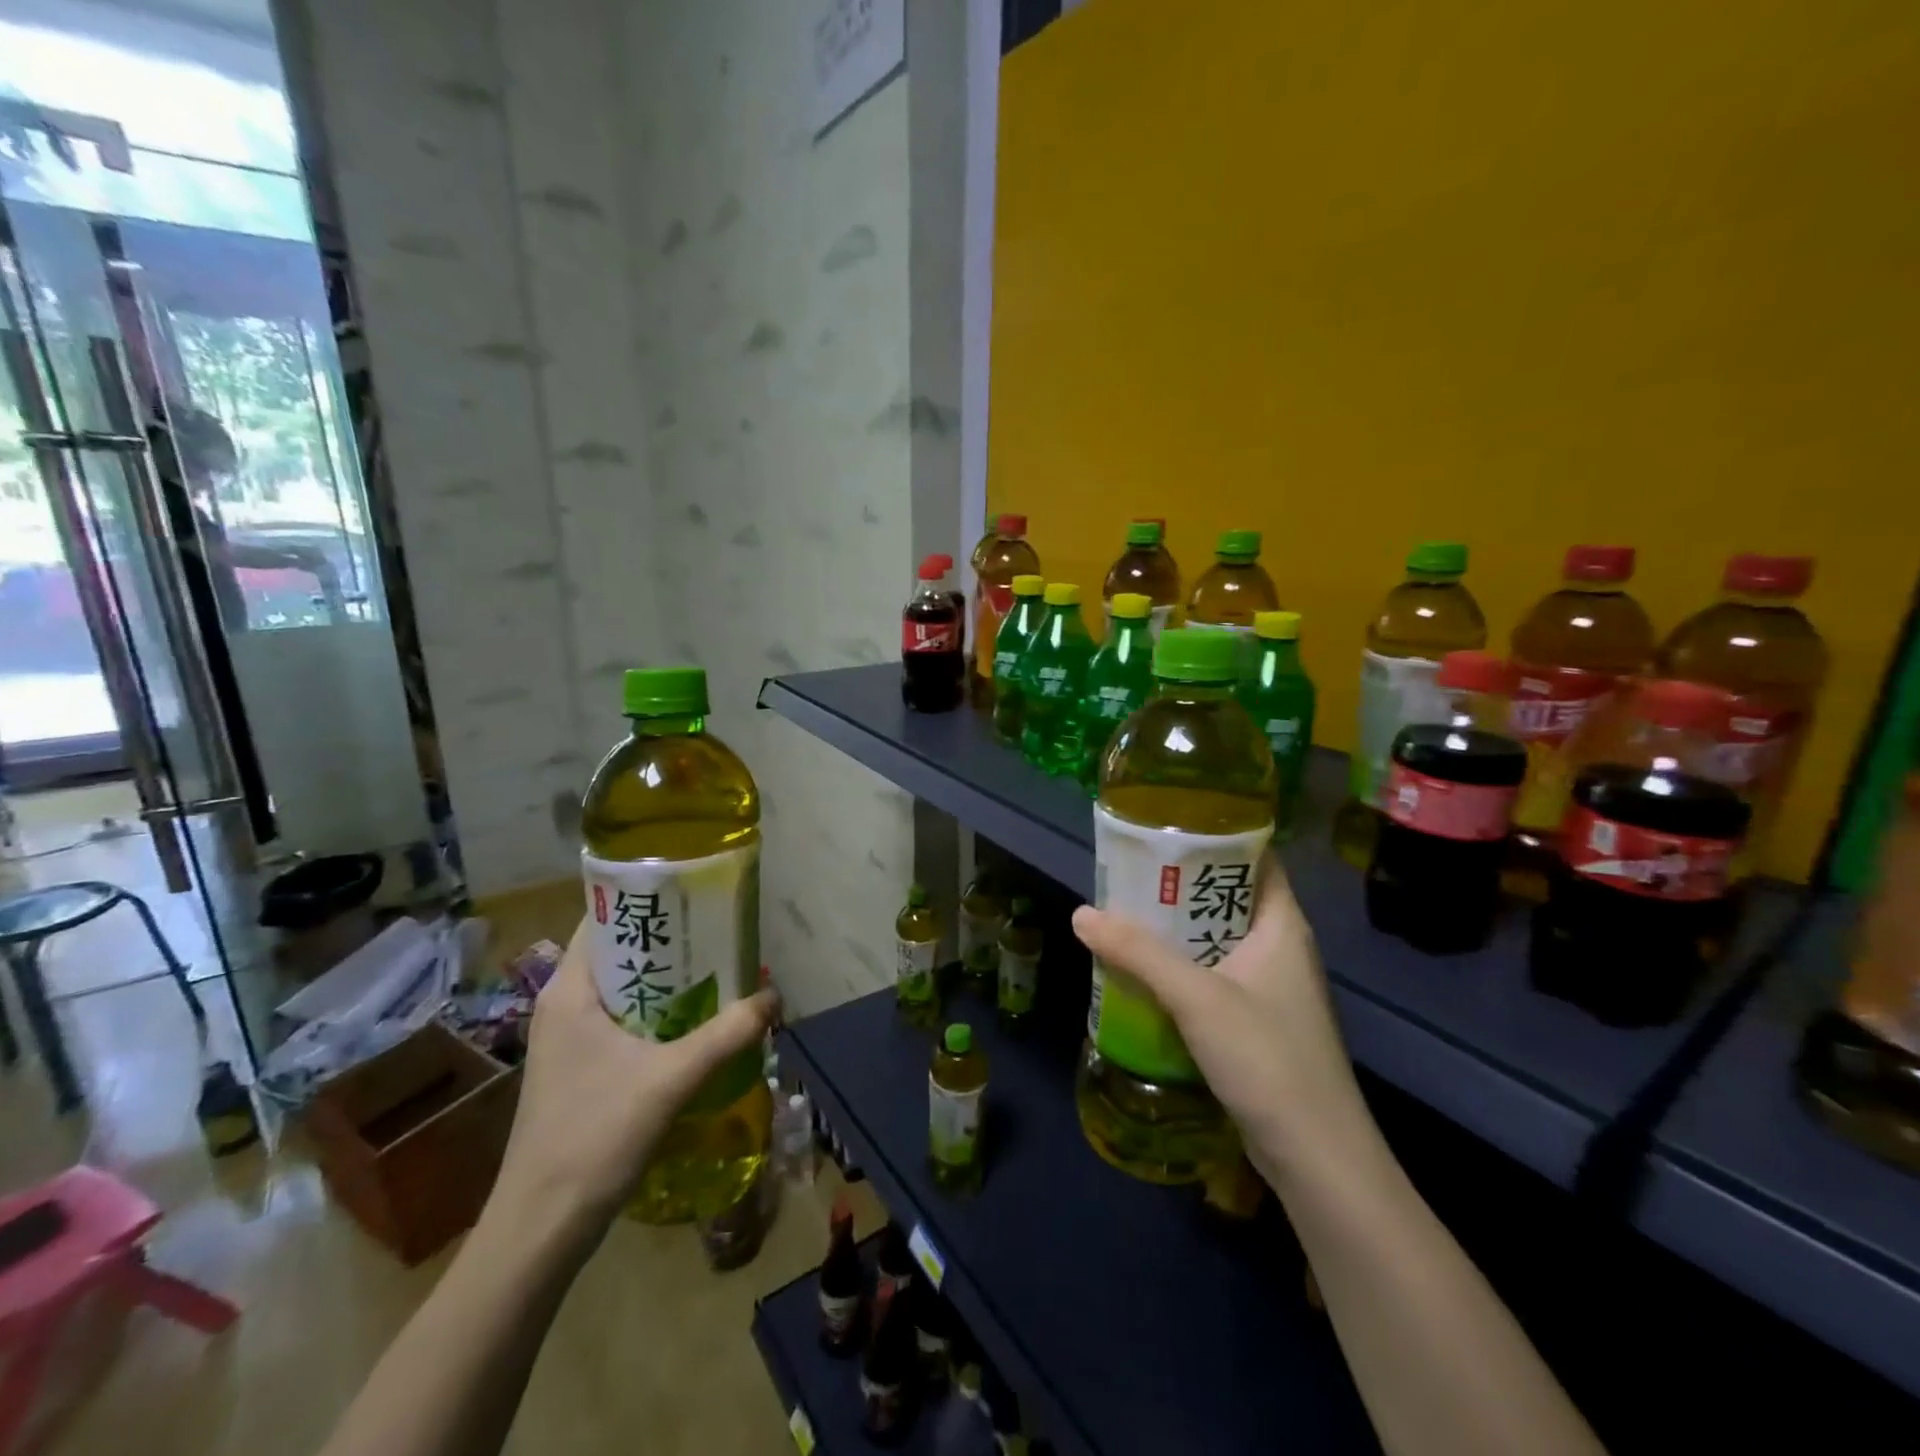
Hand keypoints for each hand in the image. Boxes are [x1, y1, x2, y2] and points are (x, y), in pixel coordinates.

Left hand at [491, 921, 778, 1235]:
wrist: (540, 1230)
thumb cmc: (593, 1138)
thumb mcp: (670, 1079)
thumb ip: (726, 1034)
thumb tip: (775, 997)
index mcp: (570, 990)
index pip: (605, 918)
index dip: (649, 899)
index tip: (697, 894)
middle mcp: (565, 1005)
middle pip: (622, 951)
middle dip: (672, 941)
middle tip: (722, 933)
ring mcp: (570, 1040)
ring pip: (627, 988)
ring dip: (670, 980)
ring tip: (721, 971)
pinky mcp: (581, 1069)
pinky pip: (626, 1020)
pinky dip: (661, 1013)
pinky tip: (699, 1023)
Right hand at [1071, 856, 1369, 1186]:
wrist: (1316, 1158)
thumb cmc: (1267, 1059)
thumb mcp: (1197, 998)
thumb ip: (1138, 953)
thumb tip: (1081, 914)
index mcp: (1281, 925)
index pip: (1255, 859)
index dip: (1215, 838)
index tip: (1165, 828)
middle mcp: (1279, 948)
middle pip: (1226, 898)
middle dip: (1178, 885)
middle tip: (1127, 873)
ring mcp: (1269, 988)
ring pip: (1215, 941)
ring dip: (1174, 930)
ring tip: (1124, 915)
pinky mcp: (1256, 1023)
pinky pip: (1211, 977)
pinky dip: (1179, 968)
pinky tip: (1141, 972)